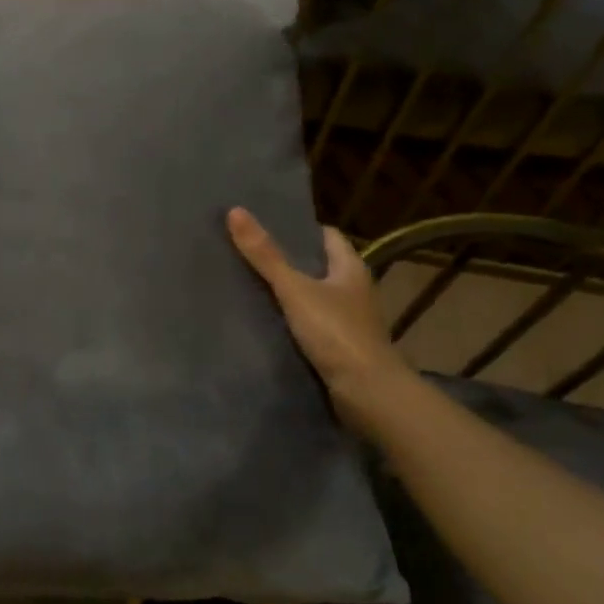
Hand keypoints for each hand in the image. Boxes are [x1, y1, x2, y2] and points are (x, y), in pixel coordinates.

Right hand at [226, 207, 411, 429]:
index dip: (300, 229)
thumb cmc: (336, 332)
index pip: (327, 236)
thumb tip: (236, 211)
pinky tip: (267, 324)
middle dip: (290, 261)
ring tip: (251, 286)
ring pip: (315, 298)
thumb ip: (265, 256)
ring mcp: (350, 322)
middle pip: (320, 267)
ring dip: (290, 294)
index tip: (268, 226)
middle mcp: (355, 291)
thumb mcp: (295, 289)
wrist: (367, 392)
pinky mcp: (341, 348)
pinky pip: (313, 326)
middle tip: (250, 254)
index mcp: (351, 268)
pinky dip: (293, 322)